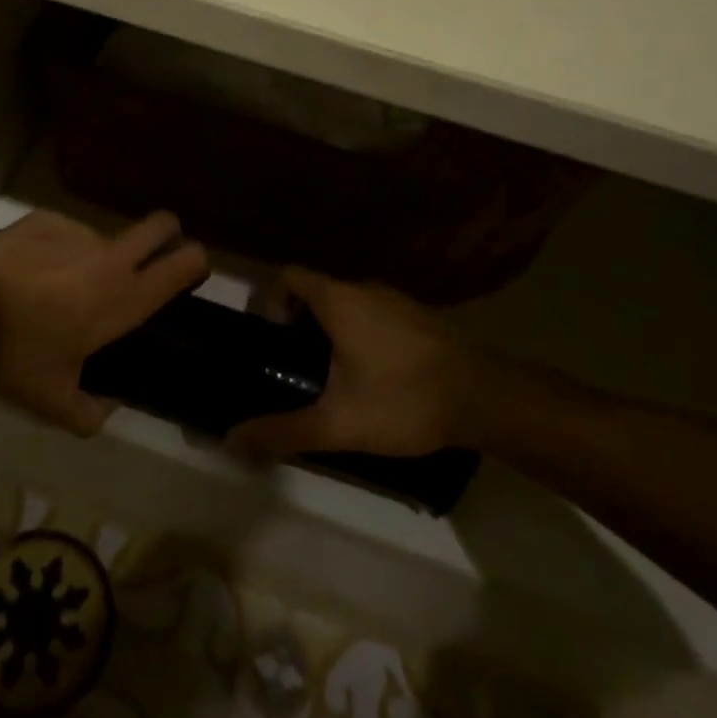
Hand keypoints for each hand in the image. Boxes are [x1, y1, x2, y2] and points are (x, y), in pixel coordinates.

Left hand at [0, 209, 208, 436]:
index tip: (188, 272)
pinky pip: (63, 231)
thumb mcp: (53, 402)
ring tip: (54, 284)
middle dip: (166, 234)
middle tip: (145, 258)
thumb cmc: (16, 358)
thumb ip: (90, 413)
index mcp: (125, 299)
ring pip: (103, 236)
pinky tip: (25, 270)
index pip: (186, 263)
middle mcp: (112, 258)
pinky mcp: (45, 218)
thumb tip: (107, 410)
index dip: (196, 261)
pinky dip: (54, 248)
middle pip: (163, 223)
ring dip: (93, 256)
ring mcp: (78, 231)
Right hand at [227, 269, 482, 457]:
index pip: (289, 276)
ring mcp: (398, 300)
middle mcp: (366, 288)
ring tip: (336, 379)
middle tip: (300, 369)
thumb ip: (283, 431)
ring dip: (334, 331)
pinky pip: (377, 315)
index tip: (275, 343)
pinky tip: (377, 379)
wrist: (485, 399)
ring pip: (350, 304)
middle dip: (302, 325)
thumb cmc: (403, 400)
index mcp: (339, 300)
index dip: (272, 302)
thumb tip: (232, 441)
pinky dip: (364, 336)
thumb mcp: (338, 424)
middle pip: (318, 291)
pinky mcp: (421, 317)